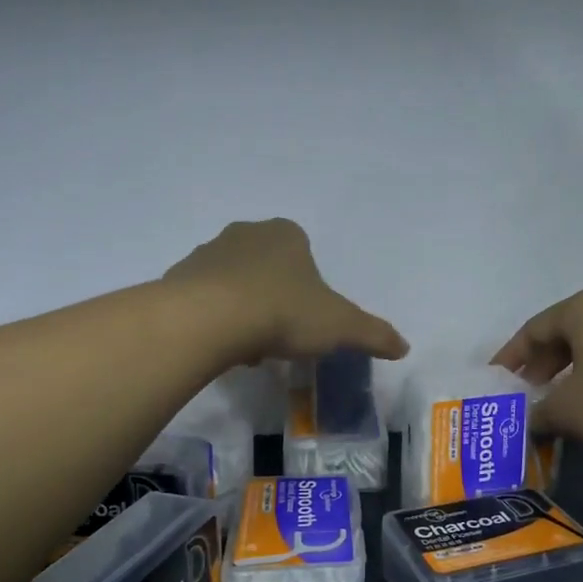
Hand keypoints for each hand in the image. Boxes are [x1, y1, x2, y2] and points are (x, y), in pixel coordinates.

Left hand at [165, 218, 408, 364]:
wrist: (209, 320)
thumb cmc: (283, 312)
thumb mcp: (340, 327)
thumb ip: (373, 334)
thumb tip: (404, 347)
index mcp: (286, 234)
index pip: (303, 254)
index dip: (308, 289)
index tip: (305, 321)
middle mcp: (245, 234)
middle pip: (267, 268)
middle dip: (274, 298)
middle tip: (279, 336)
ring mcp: (207, 252)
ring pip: (234, 282)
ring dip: (243, 309)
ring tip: (249, 347)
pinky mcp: (177, 277)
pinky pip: (203, 298)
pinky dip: (213, 318)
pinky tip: (220, 345)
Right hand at [491, 290, 582, 450]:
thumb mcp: (566, 411)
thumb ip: (539, 414)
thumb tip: (529, 422)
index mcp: (580, 310)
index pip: (533, 329)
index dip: (511, 356)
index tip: (497, 379)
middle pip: (566, 333)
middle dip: (543, 364)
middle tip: (529, 391)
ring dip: (574, 371)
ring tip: (564, 400)